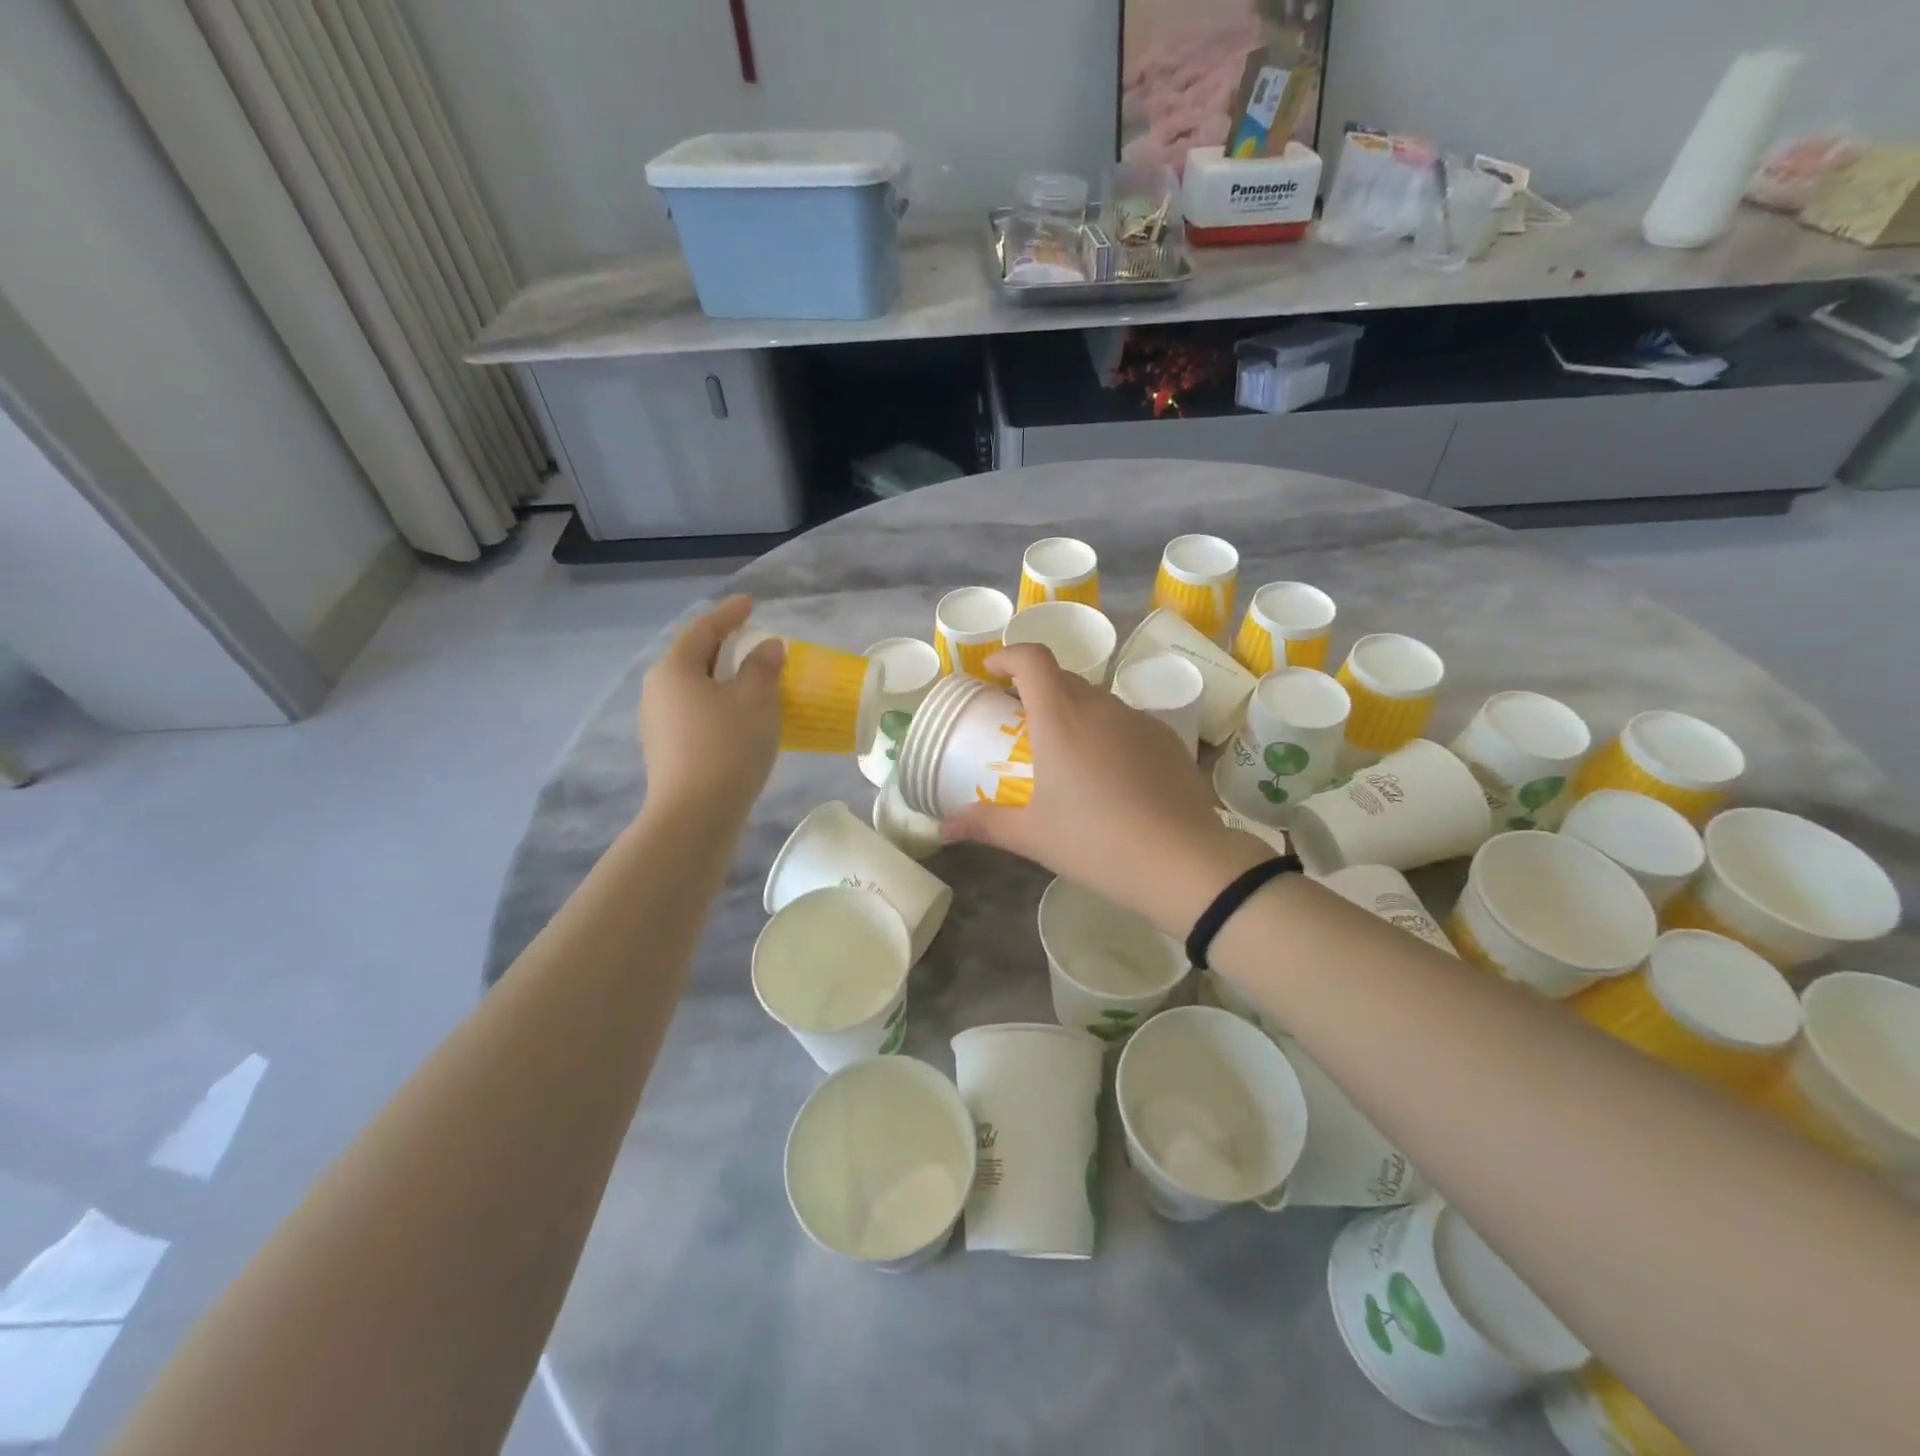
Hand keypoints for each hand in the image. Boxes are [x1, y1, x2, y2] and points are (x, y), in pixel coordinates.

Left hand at [638, 595, 783, 820]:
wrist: (696, 816)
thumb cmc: (727, 747)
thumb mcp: (755, 700)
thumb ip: (762, 667)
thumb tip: (765, 648)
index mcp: (674, 669)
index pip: (703, 629)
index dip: (730, 613)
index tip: (751, 603)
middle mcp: (658, 691)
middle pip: (694, 657)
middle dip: (725, 646)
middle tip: (753, 640)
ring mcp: (658, 723)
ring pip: (695, 688)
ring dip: (723, 679)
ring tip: (752, 679)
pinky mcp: (667, 750)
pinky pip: (696, 712)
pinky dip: (719, 704)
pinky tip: (741, 717)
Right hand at [940, 644, 1271, 935]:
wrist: (1183, 862)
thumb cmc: (1096, 842)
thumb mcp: (1032, 836)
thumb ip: (984, 825)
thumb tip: (942, 829)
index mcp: (1061, 718)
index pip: (1032, 659)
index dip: (1008, 656)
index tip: (991, 674)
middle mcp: (1100, 706)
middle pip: (1063, 678)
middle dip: (1036, 689)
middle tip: (1020, 722)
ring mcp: (1139, 720)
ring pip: (1097, 701)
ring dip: (1073, 713)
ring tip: (1065, 754)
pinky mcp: (1168, 740)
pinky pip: (1127, 723)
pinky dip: (1107, 733)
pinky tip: (1109, 776)